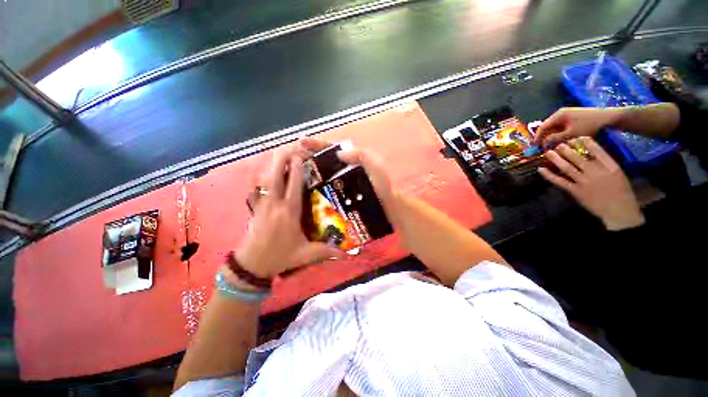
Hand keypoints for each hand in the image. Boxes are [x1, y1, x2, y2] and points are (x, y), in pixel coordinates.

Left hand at [236, 147, 343, 277]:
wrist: (251, 266)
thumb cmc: (279, 257)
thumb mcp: (305, 255)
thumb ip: (326, 252)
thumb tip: (346, 253)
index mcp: (289, 212)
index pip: (294, 186)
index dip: (296, 169)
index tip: (300, 156)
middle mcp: (275, 205)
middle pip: (276, 177)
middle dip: (281, 160)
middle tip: (288, 148)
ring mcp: (263, 205)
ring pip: (266, 181)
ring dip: (272, 167)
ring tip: (280, 156)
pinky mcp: (256, 209)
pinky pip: (258, 190)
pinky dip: (262, 180)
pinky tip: (266, 176)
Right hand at [299, 137, 398, 222]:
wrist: (388, 209)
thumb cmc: (383, 188)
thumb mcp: (377, 168)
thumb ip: (362, 156)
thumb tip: (339, 153)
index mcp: (351, 161)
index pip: (331, 149)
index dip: (316, 144)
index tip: (300, 142)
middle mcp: (344, 171)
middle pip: (322, 161)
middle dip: (307, 158)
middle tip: (290, 159)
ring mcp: (341, 184)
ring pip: (321, 176)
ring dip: (308, 174)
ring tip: (291, 174)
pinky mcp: (340, 197)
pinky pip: (324, 190)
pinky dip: (314, 189)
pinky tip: (303, 192)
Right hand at [533, 107, 619, 145]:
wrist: (608, 118)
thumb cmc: (589, 125)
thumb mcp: (570, 134)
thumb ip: (555, 138)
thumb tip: (543, 144)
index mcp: (558, 115)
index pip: (542, 127)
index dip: (537, 137)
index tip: (534, 147)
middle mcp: (560, 113)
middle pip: (547, 127)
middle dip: (544, 137)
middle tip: (542, 148)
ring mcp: (567, 115)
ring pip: (554, 128)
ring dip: (552, 136)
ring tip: (551, 146)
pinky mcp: (573, 118)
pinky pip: (561, 127)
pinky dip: (559, 134)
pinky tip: (560, 141)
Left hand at [538, 137, 644, 230]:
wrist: (619, 210)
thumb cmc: (621, 192)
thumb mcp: (618, 174)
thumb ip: (605, 164)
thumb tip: (591, 154)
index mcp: (610, 166)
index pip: (597, 150)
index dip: (585, 142)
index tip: (576, 137)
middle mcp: (596, 171)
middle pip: (577, 157)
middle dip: (565, 149)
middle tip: (558, 144)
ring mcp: (584, 181)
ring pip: (566, 167)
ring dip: (556, 159)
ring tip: (548, 152)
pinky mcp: (575, 191)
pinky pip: (559, 181)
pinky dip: (549, 175)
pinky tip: (541, 169)